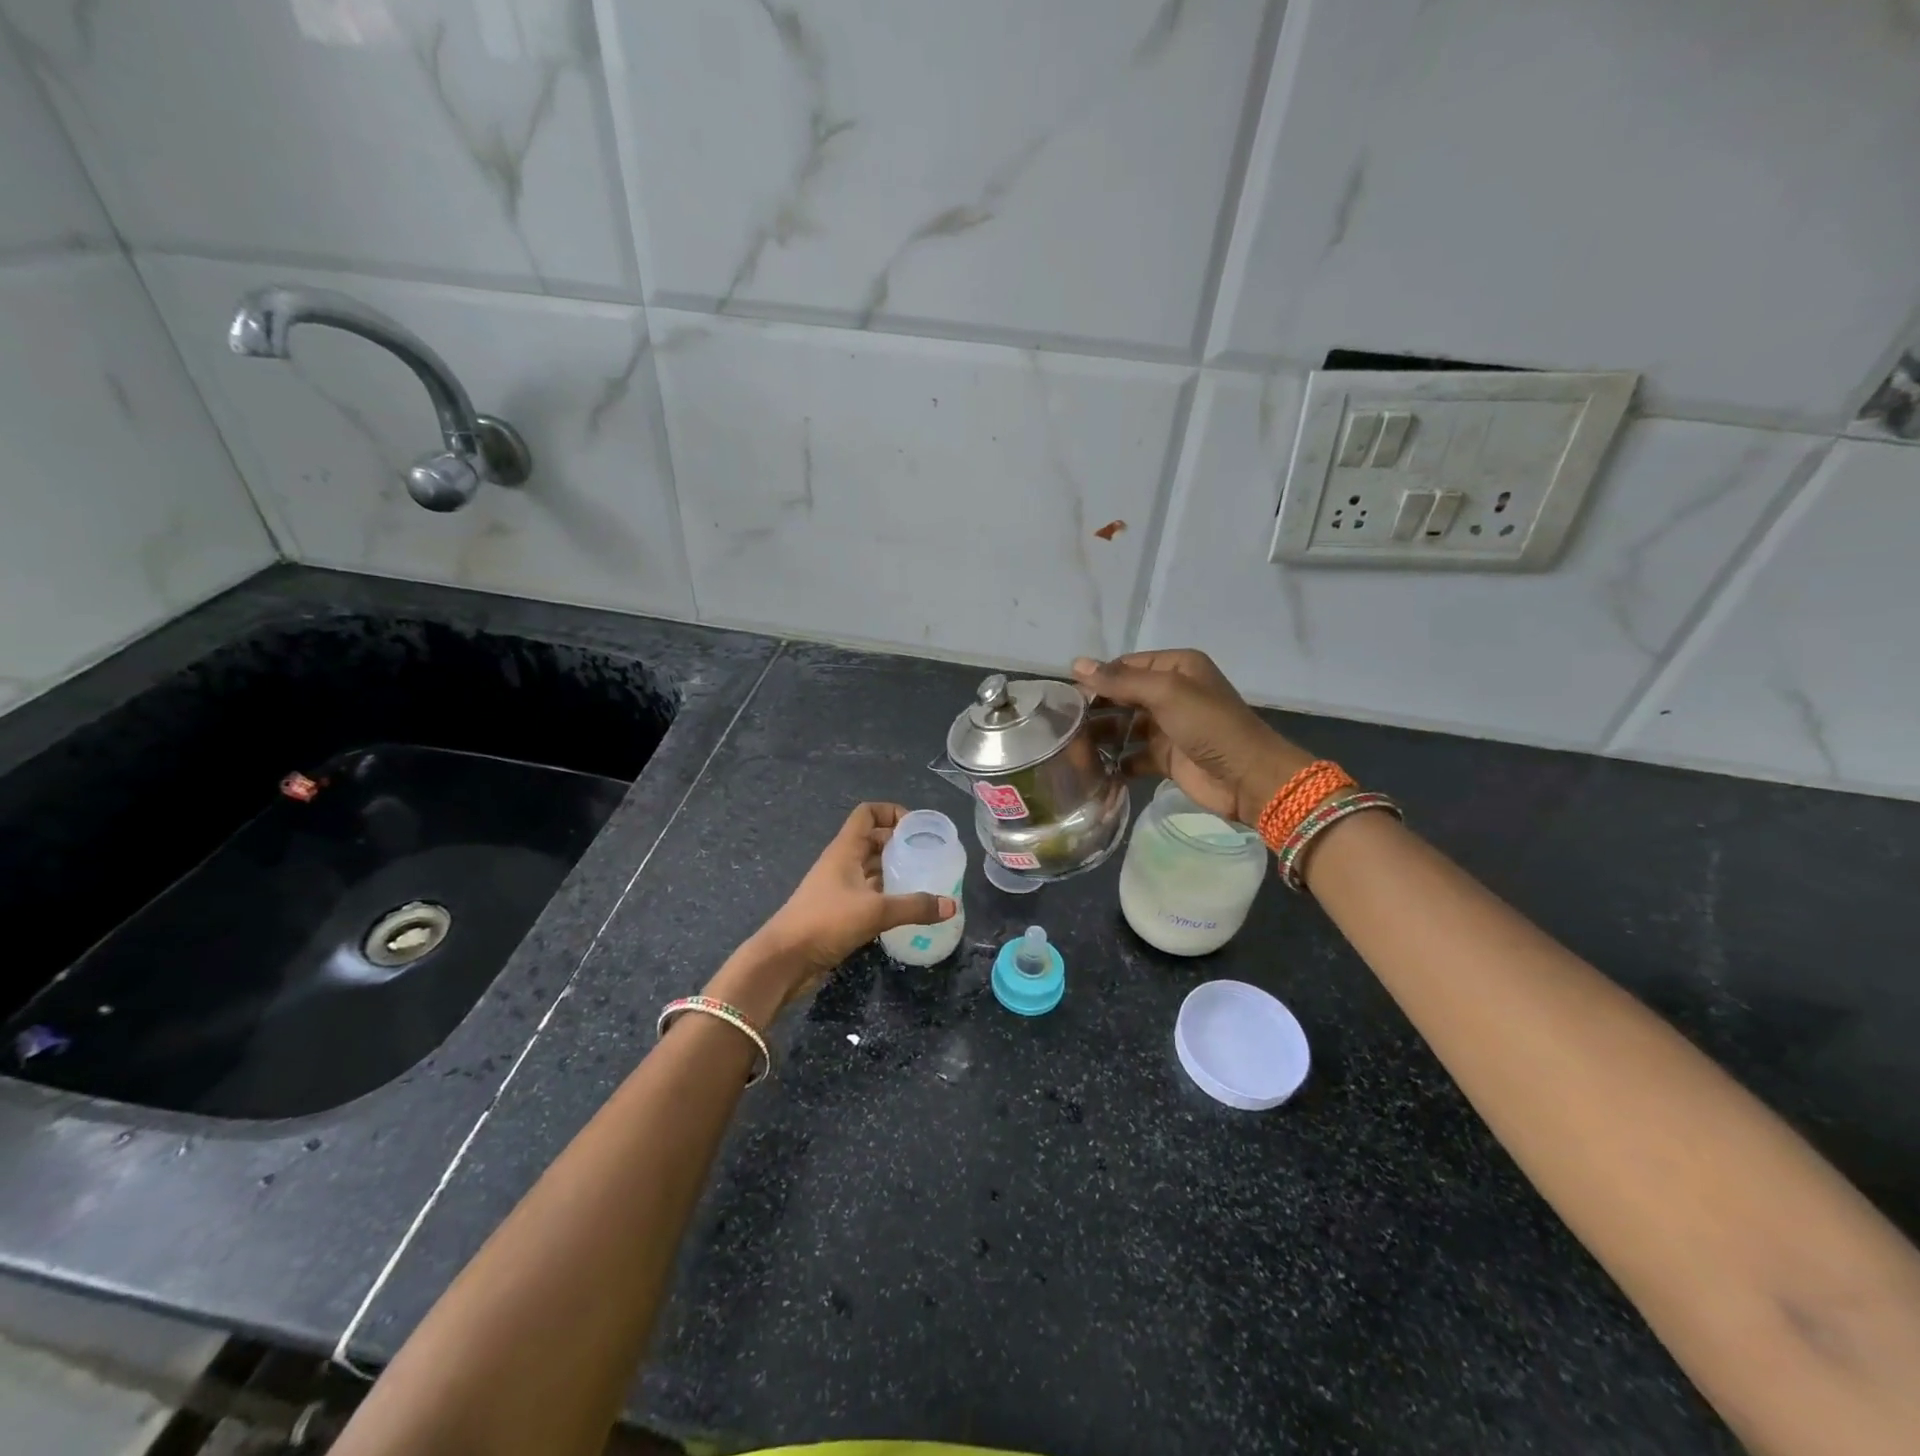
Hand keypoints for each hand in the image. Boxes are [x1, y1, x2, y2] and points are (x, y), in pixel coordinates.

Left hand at [715, 803, 957, 1018]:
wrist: (784, 959)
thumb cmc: (826, 921)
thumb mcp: (875, 911)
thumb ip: (915, 906)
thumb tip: (952, 905)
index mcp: (845, 849)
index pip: (868, 813)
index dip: (892, 812)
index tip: (918, 828)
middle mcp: (842, 862)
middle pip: (873, 840)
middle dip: (900, 844)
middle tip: (929, 857)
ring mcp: (838, 887)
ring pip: (871, 869)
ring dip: (895, 871)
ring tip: (924, 881)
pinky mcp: (838, 911)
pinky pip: (868, 893)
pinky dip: (887, 895)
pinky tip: (906, 908)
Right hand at [1072, 650, 1310, 825]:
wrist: (1248, 777)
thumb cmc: (1209, 725)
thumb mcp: (1166, 693)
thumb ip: (1121, 680)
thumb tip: (1077, 664)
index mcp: (1176, 668)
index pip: (1125, 666)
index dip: (1097, 679)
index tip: (1065, 697)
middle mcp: (1171, 693)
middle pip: (1122, 696)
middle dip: (1095, 708)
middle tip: (1062, 725)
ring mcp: (1168, 727)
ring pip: (1124, 727)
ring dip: (1102, 736)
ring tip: (1070, 748)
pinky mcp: (1166, 758)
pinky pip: (1132, 756)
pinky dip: (1115, 762)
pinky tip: (1093, 769)